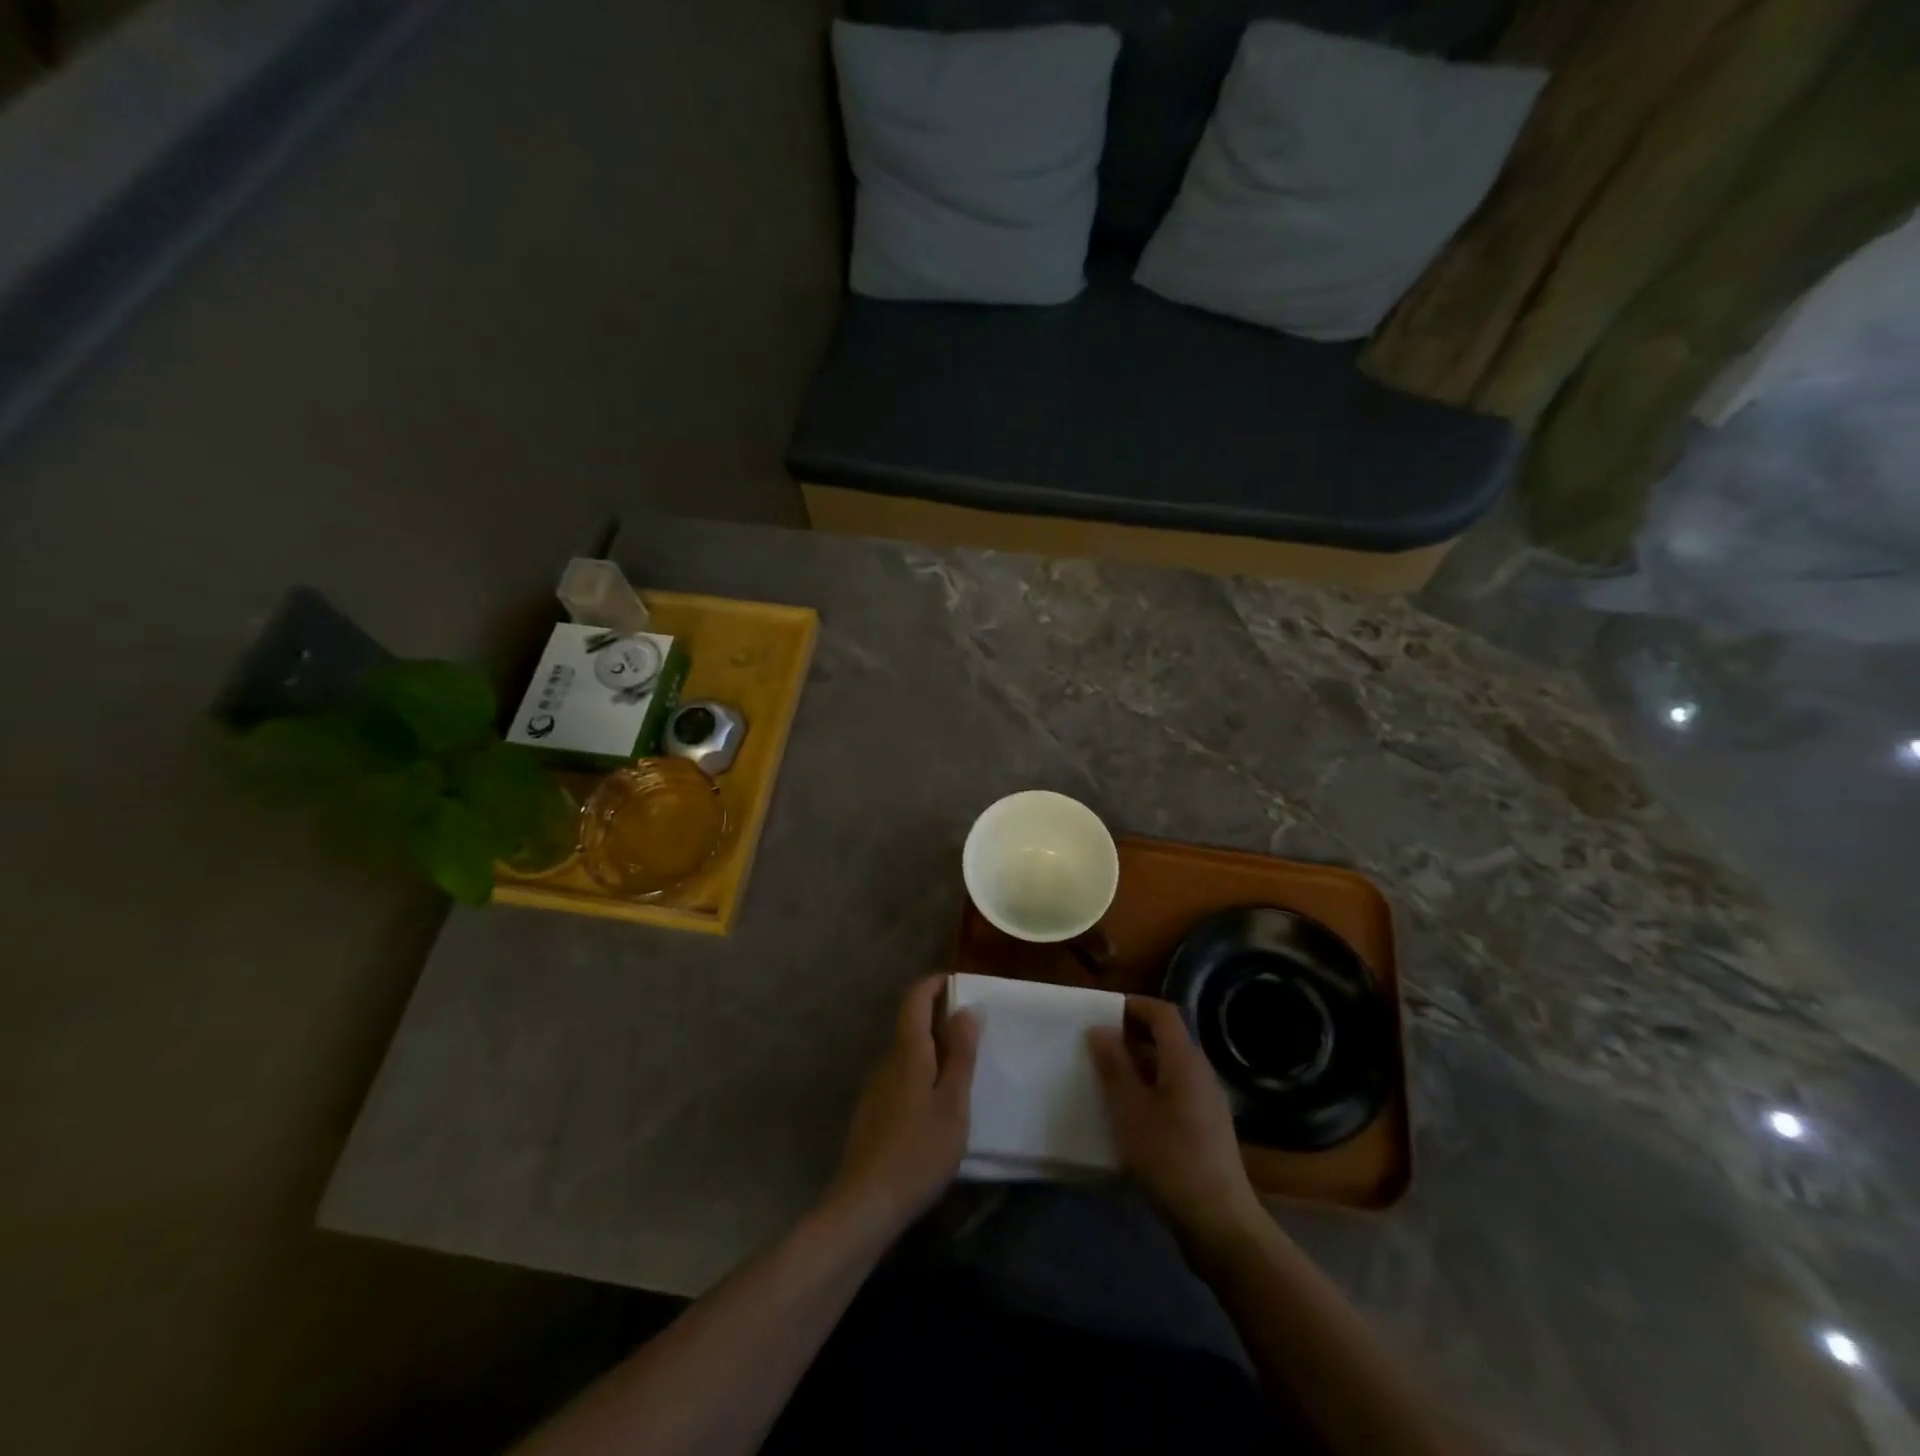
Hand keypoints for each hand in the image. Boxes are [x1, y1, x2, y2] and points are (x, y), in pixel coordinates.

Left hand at [826, 975, 979, 1237]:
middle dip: (938, 1017)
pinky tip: (935, 1104)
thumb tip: (966, 1009)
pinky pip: (899, 1076)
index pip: (915, 999)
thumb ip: (961, 1055)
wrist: (865, 1205)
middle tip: (972, 1030)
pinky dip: (920, 1072)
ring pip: (906, 1053)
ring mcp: (875, 1088)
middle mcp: (886, 1062)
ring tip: (961, 1068)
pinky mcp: (871, 1113)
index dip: (933, 984)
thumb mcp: (953, 1104)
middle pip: (910, 1024)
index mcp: (908, 1053)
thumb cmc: (919, 1152)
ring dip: (931, 1048)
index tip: (957, 982)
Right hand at [1088, 996, 1265, 1259]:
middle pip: (1168, 1038)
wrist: (1220, 1223)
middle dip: (1132, 1036)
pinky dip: (1151, 1089)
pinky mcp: (1207, 1128)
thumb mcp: (1130, 1110)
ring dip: (1139, 1065)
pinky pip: (1176, 1091)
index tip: (1103, 1012)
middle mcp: (1201, 1073)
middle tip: (1098, 1046)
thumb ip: (1114, 1066)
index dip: (1134, 1005)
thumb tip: (1100, 1029)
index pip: (1163, 1013)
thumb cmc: (1170, 1158)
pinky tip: (1130, 1114)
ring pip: (1170, 1067)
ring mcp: (1208, 1102)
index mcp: (1185, 1061)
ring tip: (1107, 1079)